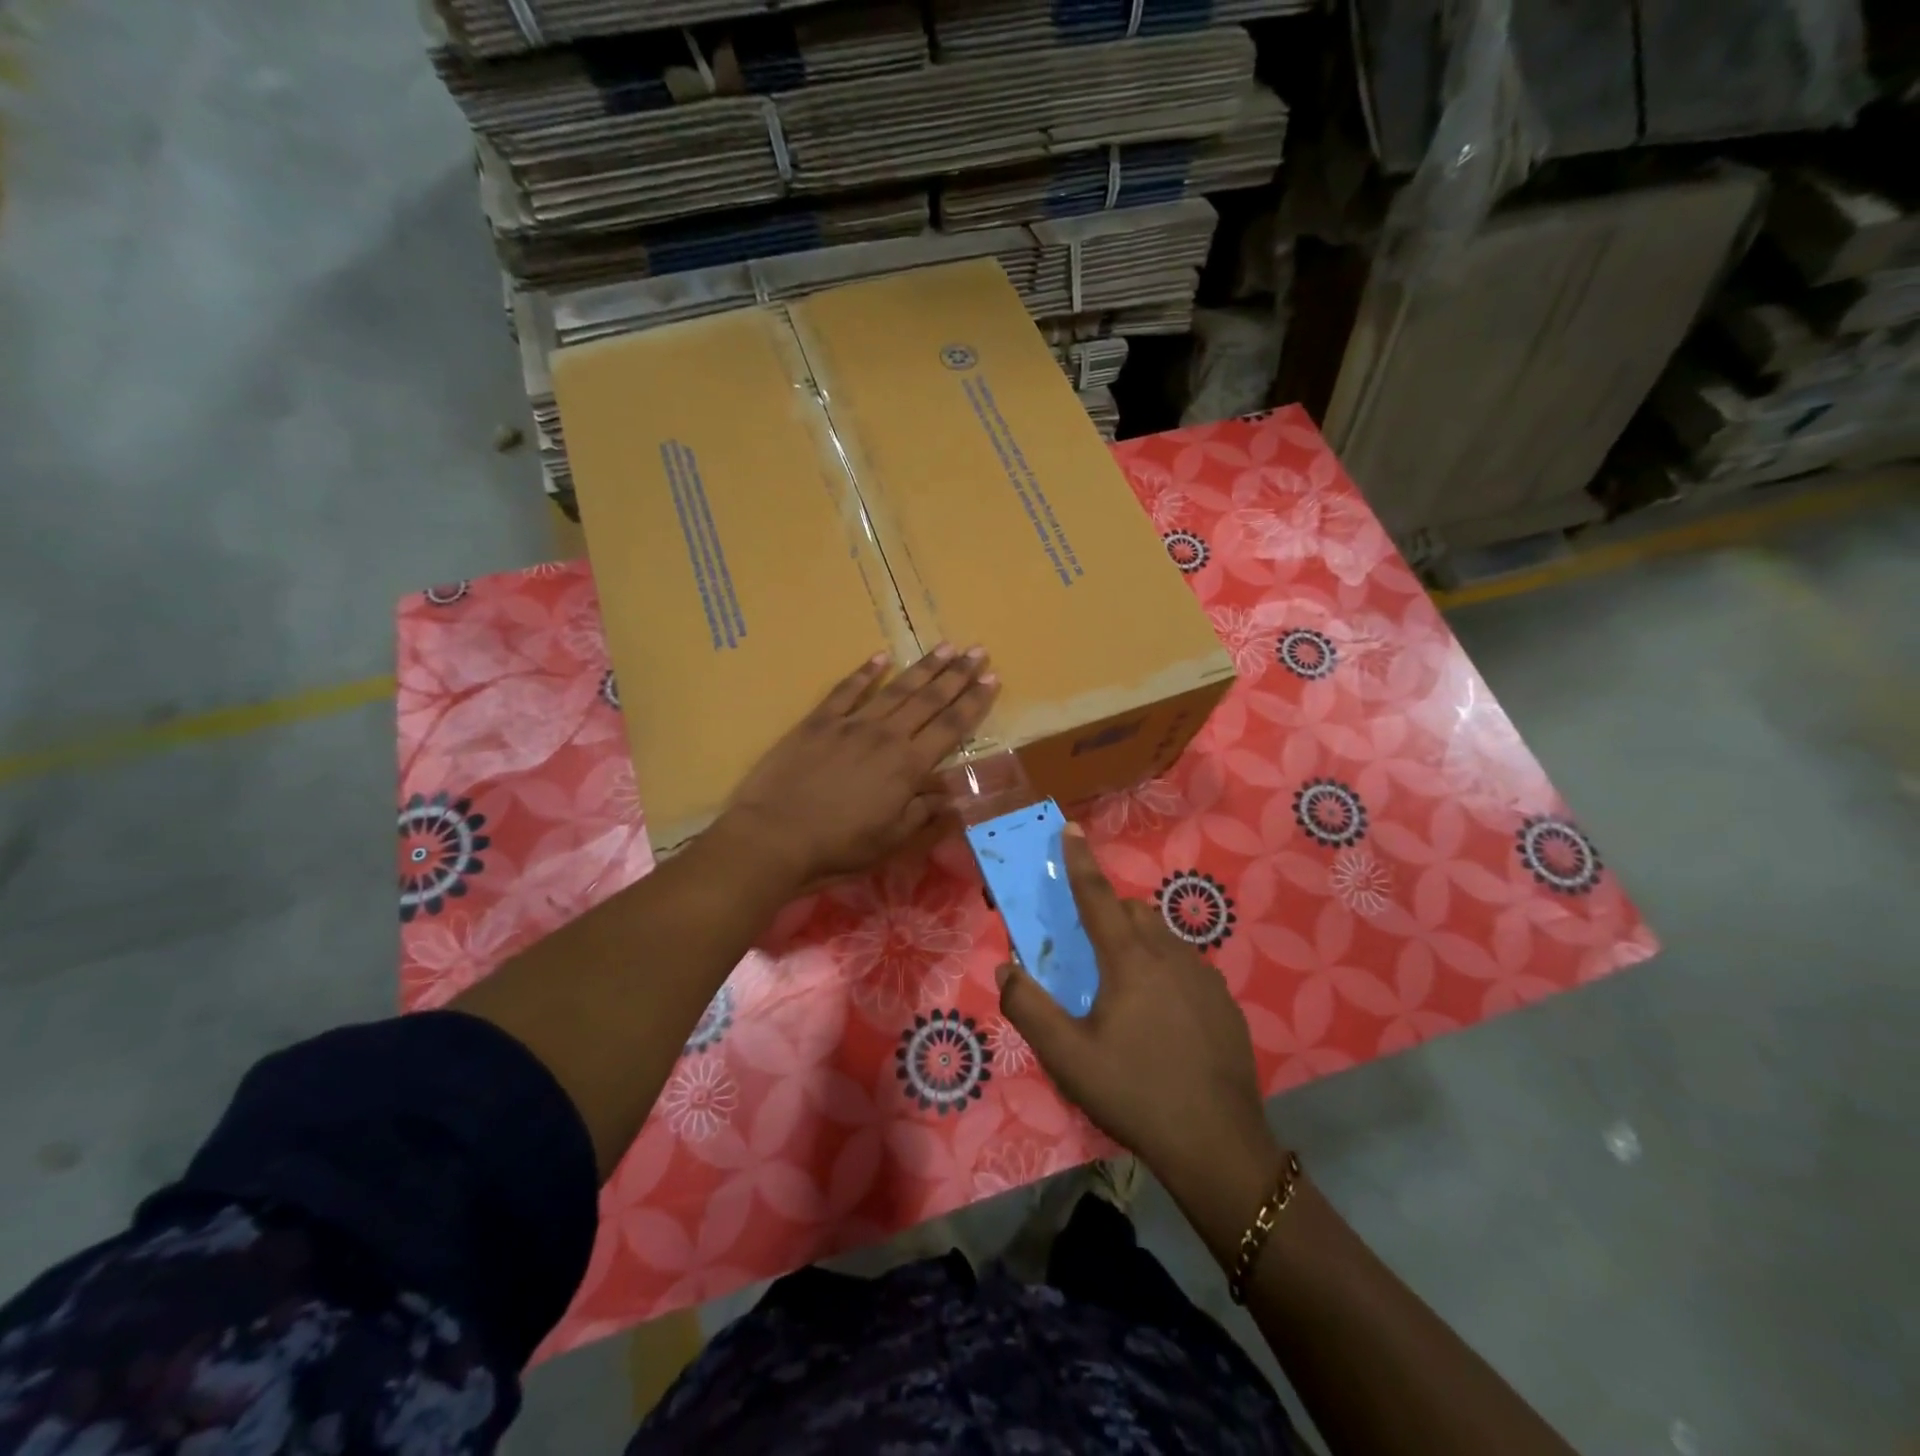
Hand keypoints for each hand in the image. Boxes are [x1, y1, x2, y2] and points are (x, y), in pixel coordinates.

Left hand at [721, 644, 998, 887]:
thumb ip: (923, 813)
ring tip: (946, 646)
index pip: (951, 727)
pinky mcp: (818, 722)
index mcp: (908, 766)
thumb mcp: (890, 840)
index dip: (974, 702)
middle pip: (929, 699)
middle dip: (957, 674)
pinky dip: (865, 673)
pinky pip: (847, 690)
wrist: (775, 835)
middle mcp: (886, 736)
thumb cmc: (838, 846)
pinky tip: (881, 657)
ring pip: (896, 689)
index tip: (993, 678)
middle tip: (979, 650)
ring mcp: (851, 724)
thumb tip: (951, 795)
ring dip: (923, 667)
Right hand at [995, 828, 1279, 1189]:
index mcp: (1129, 960)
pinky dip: (1164, 970)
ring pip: (1162, 937)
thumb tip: (1006, 968)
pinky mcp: (1224, 1002)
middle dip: (1107, 913)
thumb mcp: (1067, 1057)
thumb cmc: (1133, 1093)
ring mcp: (1203, 977)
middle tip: (1089, 950)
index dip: (1079, 861)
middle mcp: (1169, 954)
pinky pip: (1186, 965)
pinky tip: (1161, 1017)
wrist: (1217, 1144)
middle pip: (1132, 913)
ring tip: (1123, 988)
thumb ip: (1029, 1008)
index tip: (1071, 829)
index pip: (1097, 896)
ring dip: (1137, 942)